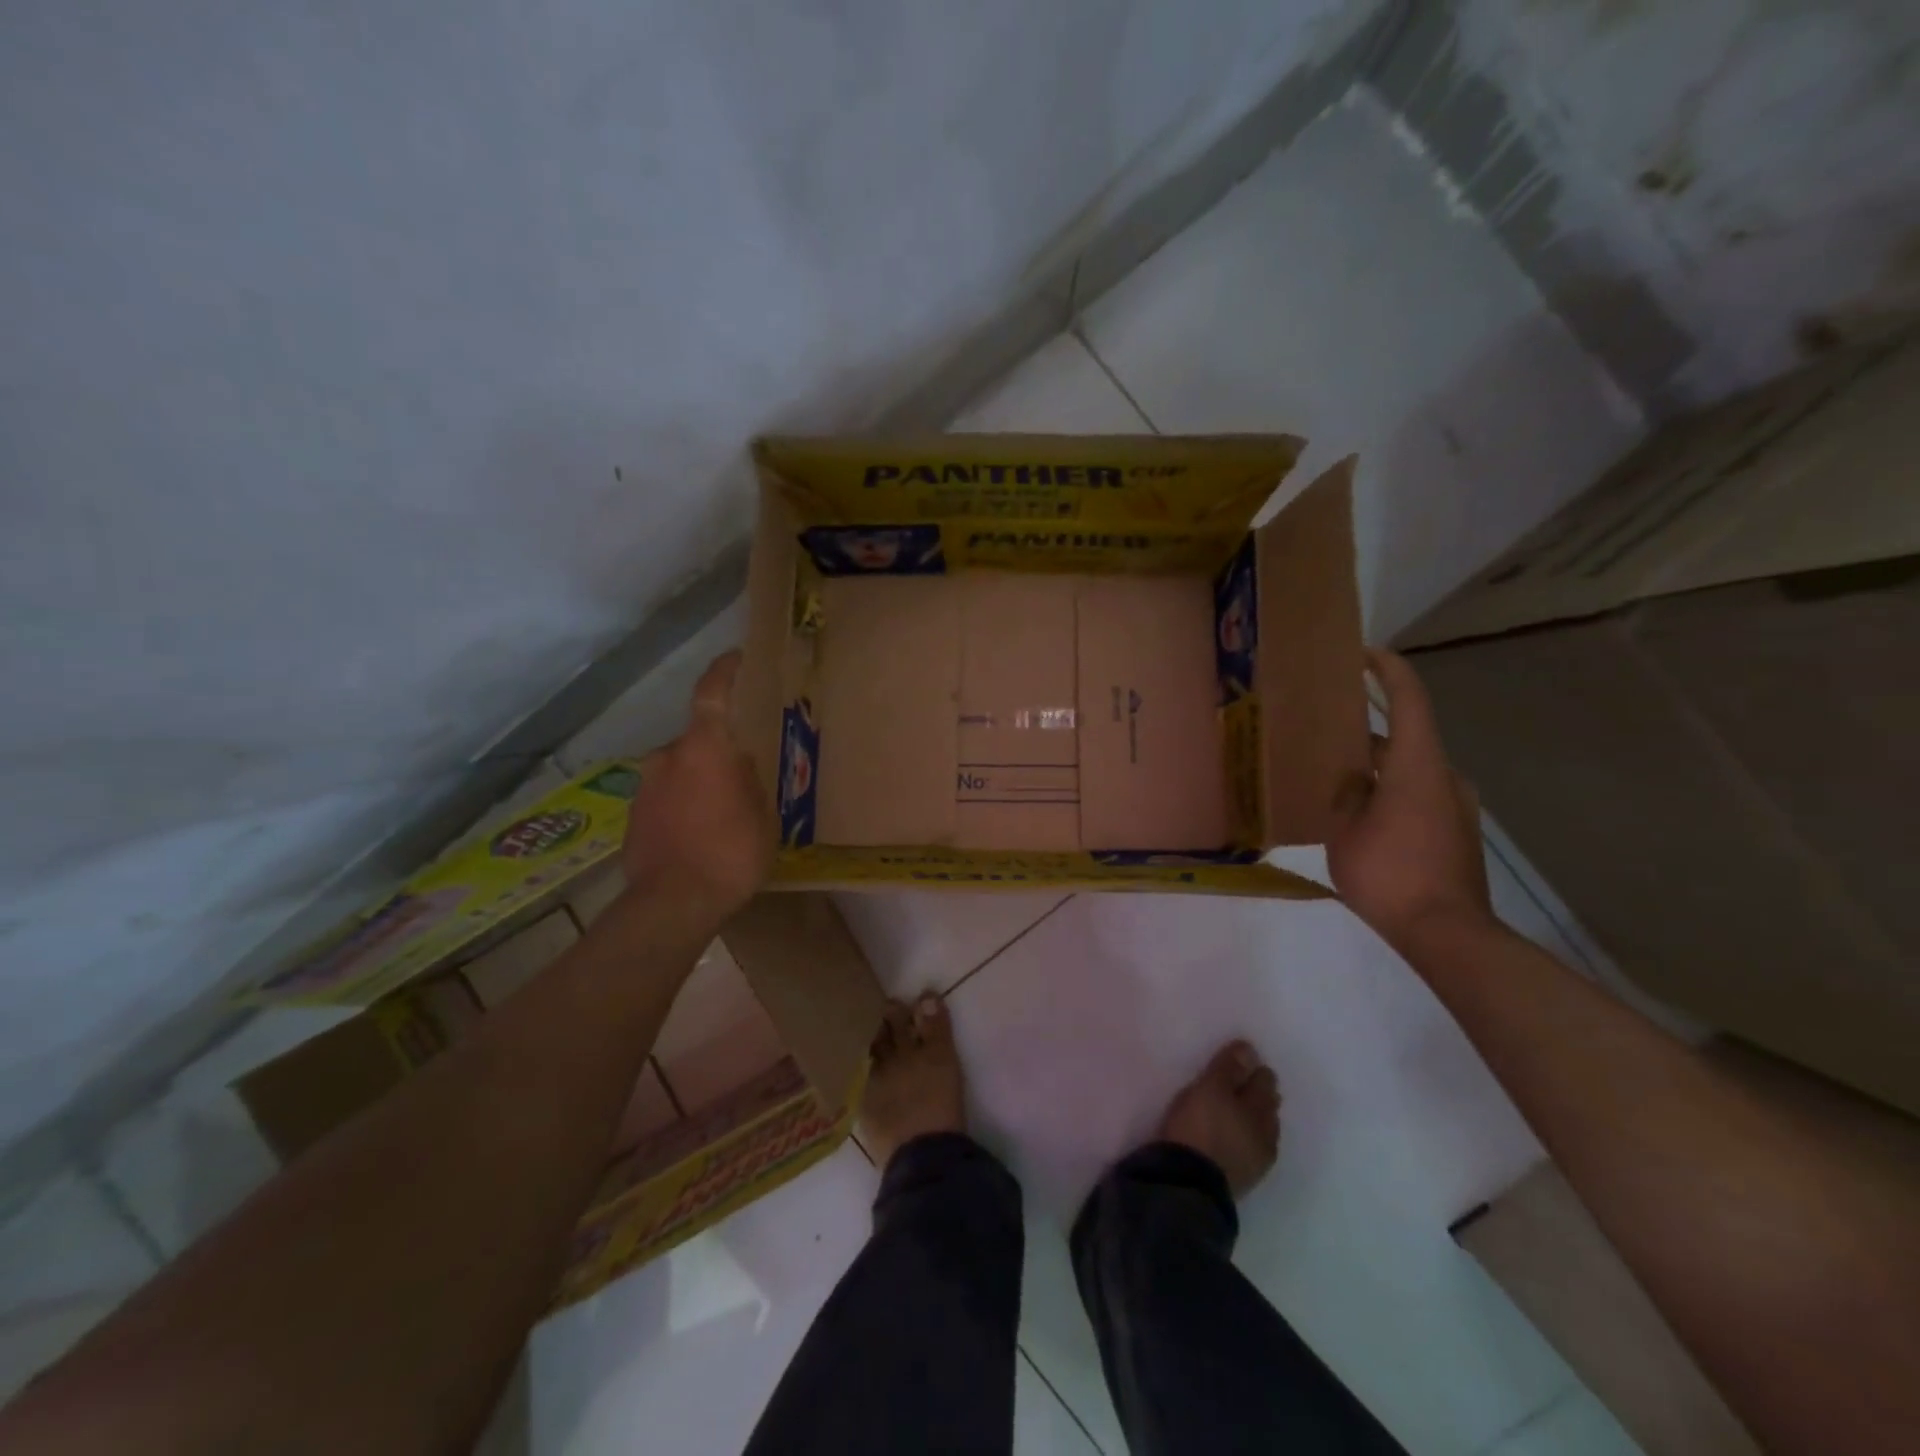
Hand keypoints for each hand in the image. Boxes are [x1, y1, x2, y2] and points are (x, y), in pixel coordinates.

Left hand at [620, 651, 774, 917]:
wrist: (672, 904)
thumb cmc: (731, 854)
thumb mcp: (763, 817)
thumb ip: (750, 783)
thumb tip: (739, 767)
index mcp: (705, 749)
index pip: (711, 693)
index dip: (723, 671)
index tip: (735, 658)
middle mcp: (668, 757)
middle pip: (698, 741)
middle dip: (719, 753)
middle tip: (743, 778)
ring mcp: (645, 786)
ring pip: (680, 770)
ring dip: (700, 782)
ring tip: (723, 815)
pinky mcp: (633, 815)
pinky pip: (666, 797)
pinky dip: (683, 805)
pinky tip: (699, 835)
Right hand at [1327, 649, 1492, 951]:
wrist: (1446, 932)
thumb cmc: (1390, 873)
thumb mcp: (1345, 830)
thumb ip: (1346, 794)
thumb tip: (1351, 781)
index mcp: (1417, 766)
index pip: (1409, 700)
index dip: (1389, 670)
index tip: (1364, 653)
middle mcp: (1444, 776)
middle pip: (1405, 737)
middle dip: (1367, 730)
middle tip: (1326, 729)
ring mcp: (1455, 806)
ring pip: (1409, 769)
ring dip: (1376, 766)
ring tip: (1335, 775)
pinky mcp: (1456, 832)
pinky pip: (1417, 794)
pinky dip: (1389, 790)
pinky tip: (1359, 812)